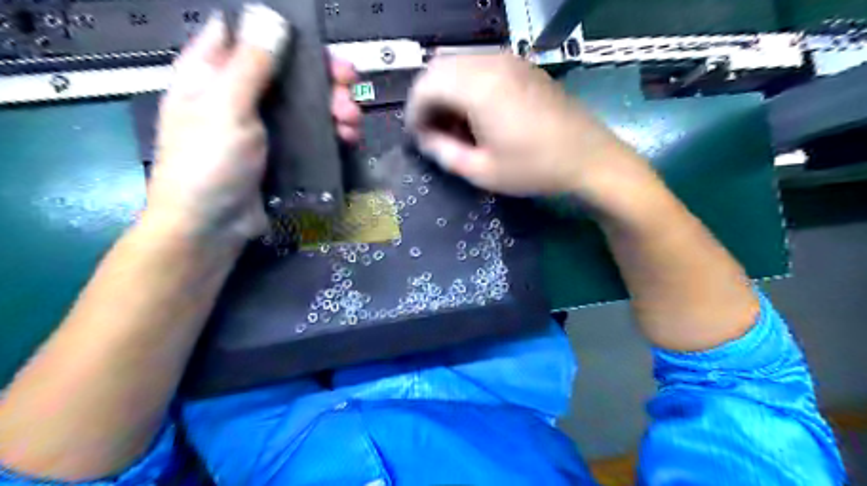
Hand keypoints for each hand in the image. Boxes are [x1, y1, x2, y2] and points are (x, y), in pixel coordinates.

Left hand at [149, 4, 362, 243]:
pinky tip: (347, 137)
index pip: (250, 35)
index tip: (320, 46)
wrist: (212, 227)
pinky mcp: (284, 151)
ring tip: (351, 121)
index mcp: (213, 72)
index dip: (285, 35)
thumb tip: (271, 17)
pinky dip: (333, 132)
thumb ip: (250, 65)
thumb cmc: (208, 163)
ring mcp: (265, 125)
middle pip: (289, 71)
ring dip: (335, 107)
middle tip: (348, 88)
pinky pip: (313, 132)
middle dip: (323, 78)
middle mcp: (240, 94)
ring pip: (307, 103)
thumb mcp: (226, 109)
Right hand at [410, 53, 645, 200]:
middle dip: (428, 100)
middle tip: (434, 132)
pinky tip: (477, 114)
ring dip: (447, 92)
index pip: (425, 86)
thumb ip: (445, 154)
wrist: (589, 157)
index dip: (414, 113)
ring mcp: (509, 60)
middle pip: (438, 69)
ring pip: (458, 65)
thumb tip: (426, 141)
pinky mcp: (521, 65)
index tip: (418, 138)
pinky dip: (467, 86)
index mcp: (478, 87)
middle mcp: (490, 63)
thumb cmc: (535, 168)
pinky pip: (480, 66)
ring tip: (455, 126)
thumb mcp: (483, 172)